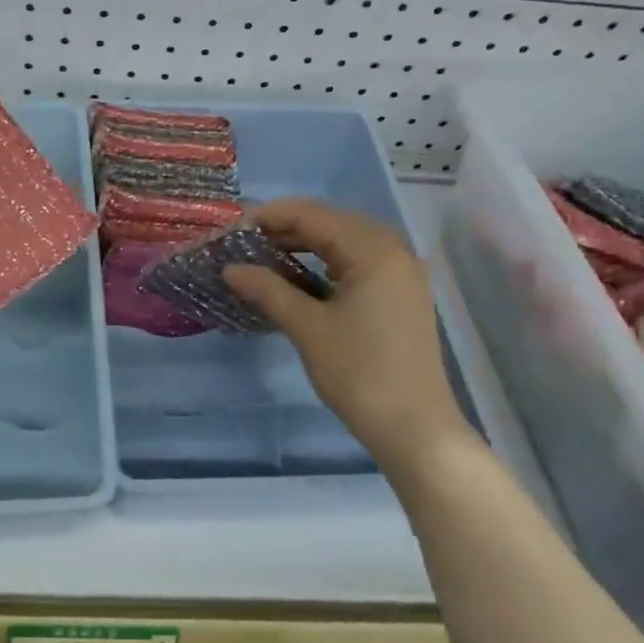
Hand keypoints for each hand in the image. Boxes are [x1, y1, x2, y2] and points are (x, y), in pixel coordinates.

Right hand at [223, 199, 470, 461]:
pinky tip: (299, 278)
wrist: (413, 426)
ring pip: (344, 243)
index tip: (231, 231)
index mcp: (374, 250)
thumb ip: (268, 290)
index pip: (312, 215)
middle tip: (243, 245)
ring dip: (304, 246)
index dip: (268, 217)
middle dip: (284, 229)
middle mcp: (393, 250)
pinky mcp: (401, 294)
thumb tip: (230, 269)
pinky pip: (358, 264)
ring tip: (262, 259)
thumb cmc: (359, 373)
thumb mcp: (308, 328)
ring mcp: (402, 272)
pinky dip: (325, 265)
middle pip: (330, 223)